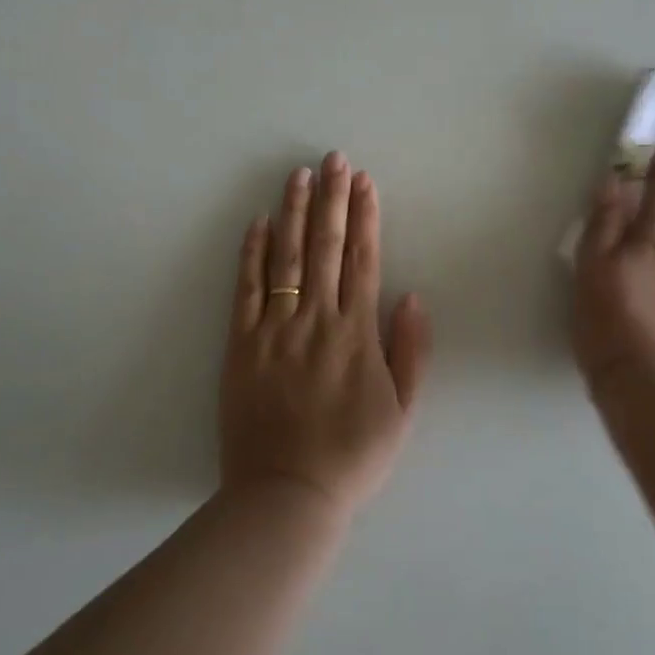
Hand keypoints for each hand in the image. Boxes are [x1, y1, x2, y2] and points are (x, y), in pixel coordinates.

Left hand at [219, 152, 432, 519]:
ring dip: (293, 213)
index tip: (365, 182)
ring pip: (285, 258)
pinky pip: (246, 290)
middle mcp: (317, 320)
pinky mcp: (241, 345)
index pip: (363, 260)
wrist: (286, 495)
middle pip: (325, 247)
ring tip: (298, 175)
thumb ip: (410, 351)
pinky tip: (257, 223)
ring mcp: (275, 329)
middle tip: (333, 159)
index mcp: (357, 334)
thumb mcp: (403, 411)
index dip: (366, 217)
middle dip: (331, 199)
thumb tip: (412, 295)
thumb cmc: (352, 456)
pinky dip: (251, 254)